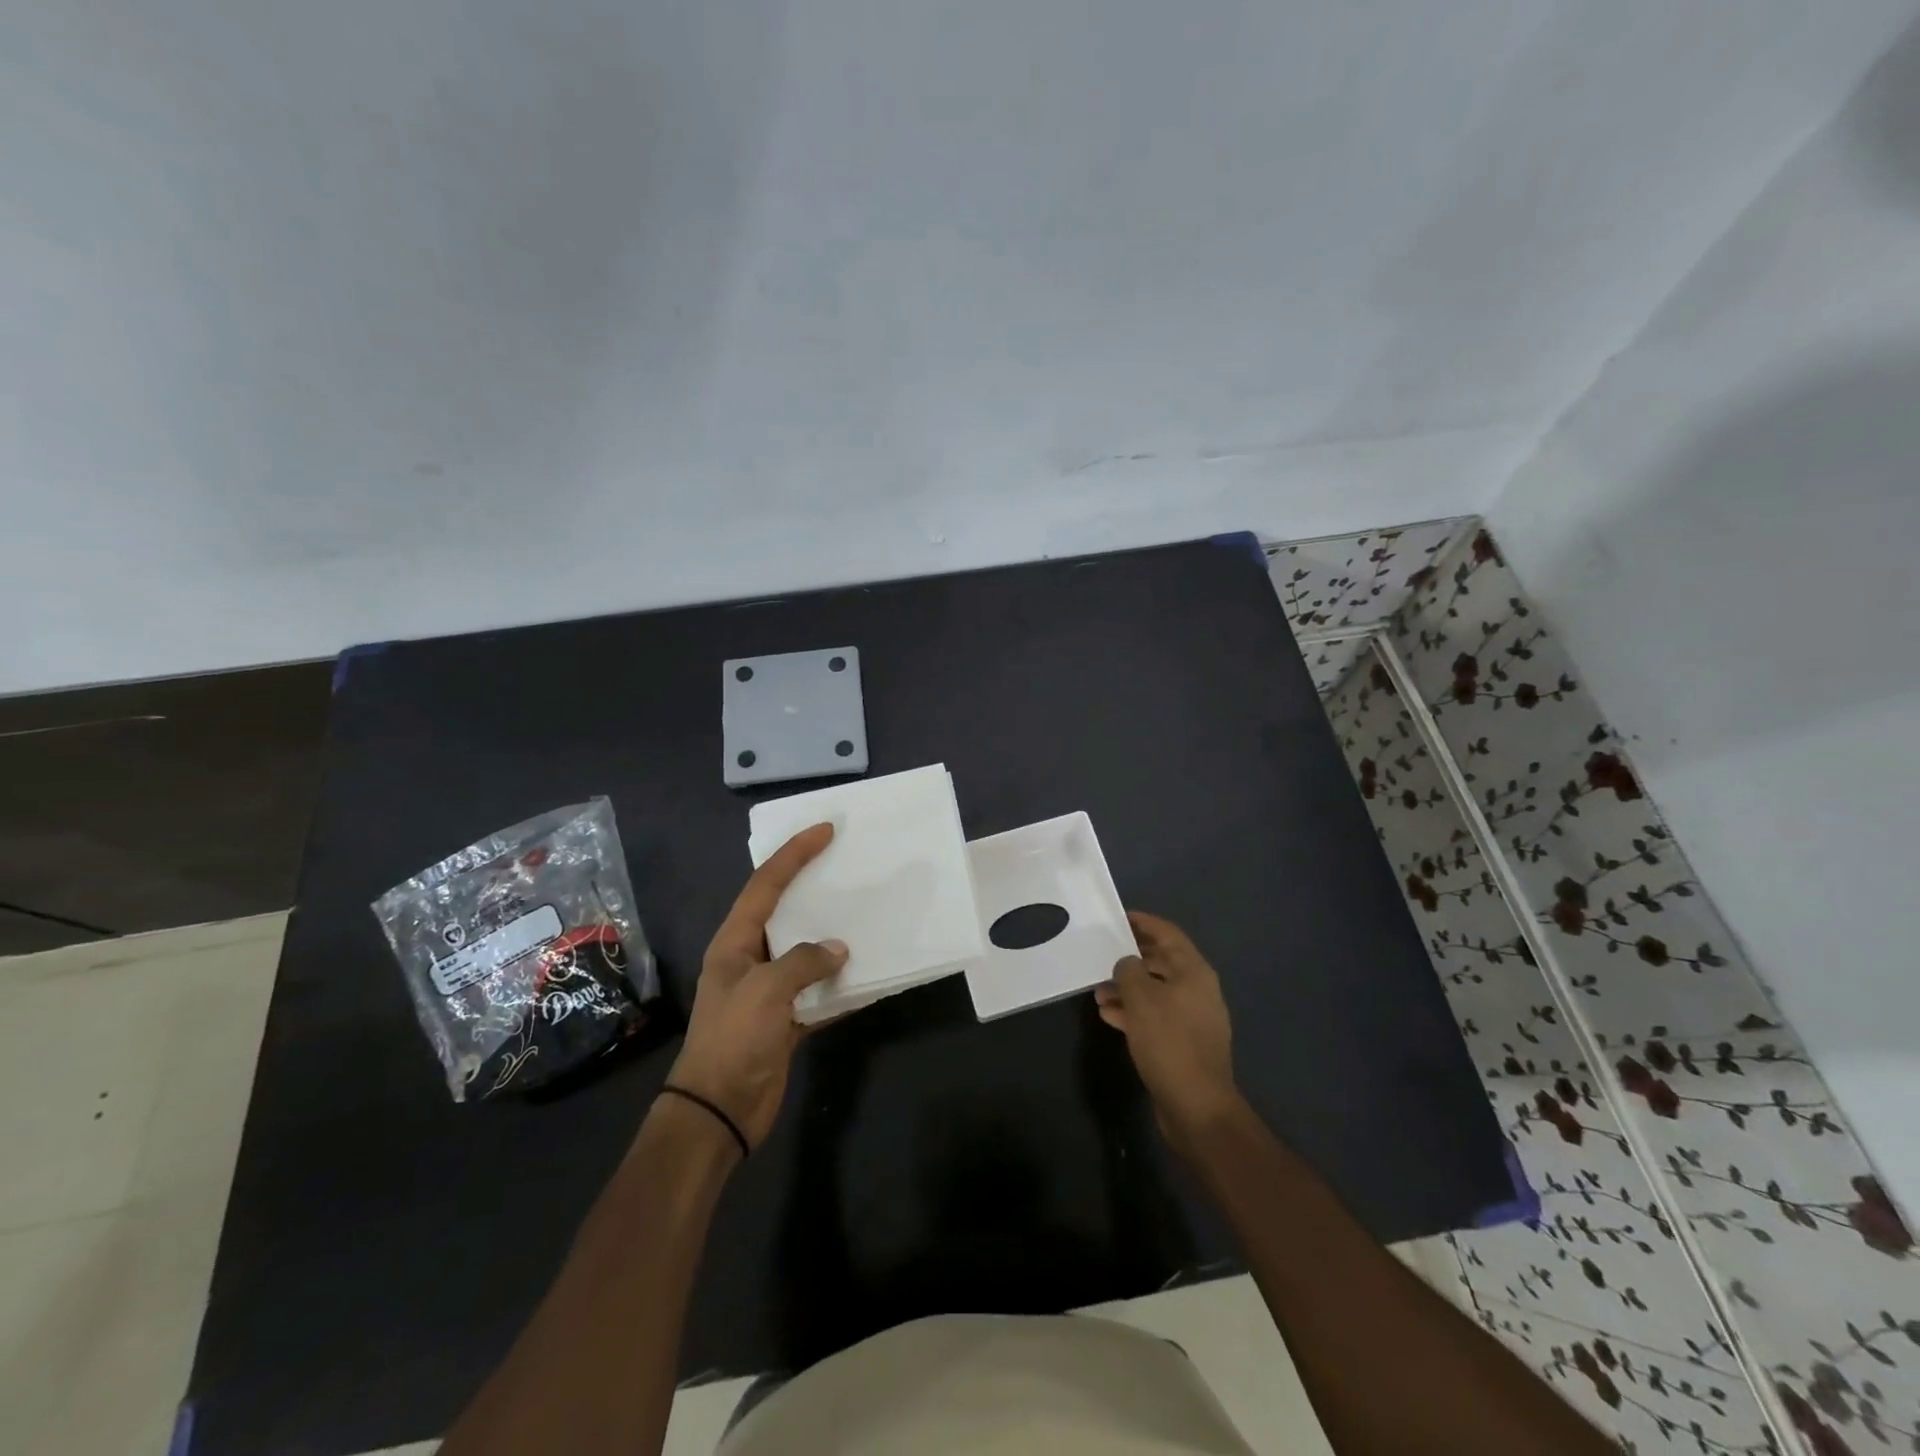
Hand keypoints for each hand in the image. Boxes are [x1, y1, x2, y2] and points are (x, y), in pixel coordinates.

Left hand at [666, 823, 846, 1149]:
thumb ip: (804, 962)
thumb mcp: (766, 991)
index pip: (766, 885)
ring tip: (866, 914)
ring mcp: (770, 991)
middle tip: (848, 866)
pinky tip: (870, 977)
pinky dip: (842, 986)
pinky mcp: (787, 1020)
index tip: (825, 831)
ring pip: (807, 952)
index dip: (794, 854)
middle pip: (786, 912)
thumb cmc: (733, 1040)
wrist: (718, 1111)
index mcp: (735, 942)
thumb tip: (838, 949)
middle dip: (814, 888)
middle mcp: (752, 959)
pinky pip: (820, 992)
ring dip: (833, 938)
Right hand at [1095, 912, 1241, 1147]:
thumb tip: (1126, 963)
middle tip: (1101, 956)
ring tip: (1097, 991)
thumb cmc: (1169, 1041)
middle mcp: (1197, 990)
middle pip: (1161, 962)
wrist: (1196, 1106)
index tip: (1118, 918)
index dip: (1144, 923)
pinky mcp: (1183, 1043)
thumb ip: (1128, 970)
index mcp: (1194, 971)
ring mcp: (1192, 1018)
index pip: (1168, 934)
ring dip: (1127, 988)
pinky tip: (1108, 1015)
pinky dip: (1133, 1011)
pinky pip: (1155, 1016)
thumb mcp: (1141, 998)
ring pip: (1155, 991)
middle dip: (1130, 959)